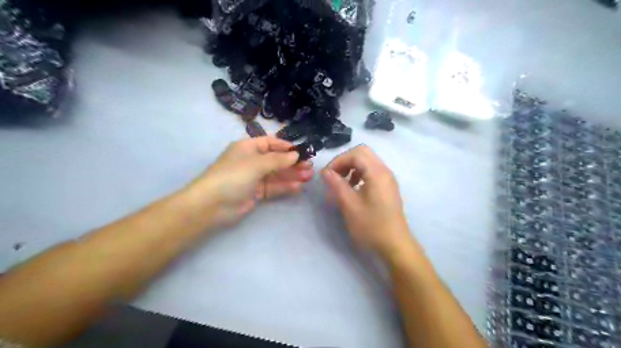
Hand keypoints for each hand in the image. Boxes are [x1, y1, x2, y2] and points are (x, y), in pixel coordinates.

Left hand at [188, 135, 314, 227]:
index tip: (301, 152)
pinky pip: (274, 187)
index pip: (270, 143)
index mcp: (248, 148)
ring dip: (292, 175)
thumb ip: (277, 160)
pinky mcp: (257, 193)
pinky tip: (298, 187)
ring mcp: (254, 178)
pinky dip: (286, 187)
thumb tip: (295, 155)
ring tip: (308, 177)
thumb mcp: (256, 163)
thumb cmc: (233, 176)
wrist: (212, 205)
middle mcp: (252, 161)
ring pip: (277, 174)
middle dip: (293, 163)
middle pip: (276, 160)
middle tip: (309, 167)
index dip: (285, 147)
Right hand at [320, 144, 411, 257]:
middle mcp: (385, 171)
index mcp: (377, 173)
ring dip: (352, 167)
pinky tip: (353, 189)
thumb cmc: (371, 226)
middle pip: (362, 153)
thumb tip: (325, 172)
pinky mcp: (387, 187)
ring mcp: (388, 179)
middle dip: (345, 161)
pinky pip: (372, 171)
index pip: (355, 154)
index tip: (326, 175)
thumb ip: (336, 185)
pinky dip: (359, 174)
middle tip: (334, 176)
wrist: (395, 245)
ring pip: (367, 161)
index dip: (338, 161)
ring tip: (342, 183)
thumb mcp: (349, 205)